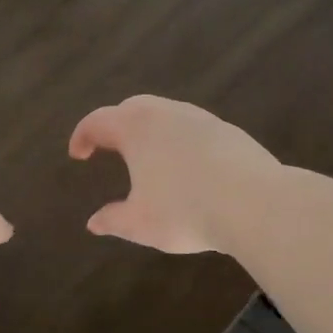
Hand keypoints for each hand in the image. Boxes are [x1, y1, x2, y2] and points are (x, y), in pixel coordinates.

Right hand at [67, 96, 278, 254]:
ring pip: (165, 114)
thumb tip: (94, 223)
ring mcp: (200, 118)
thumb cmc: (185, 210)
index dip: (82, 136)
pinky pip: (191, 128)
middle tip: (108, 147)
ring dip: (148, 130)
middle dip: (115, 126)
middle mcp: (165, 113)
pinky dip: (177, 140)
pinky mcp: (227, 130)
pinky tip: (185, 166)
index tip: (78, 154)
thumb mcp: (141, 223)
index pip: (98, 121)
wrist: (255, 203)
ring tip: (147, 157)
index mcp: (135, 128)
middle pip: (131, 108)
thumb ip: (113, 220)